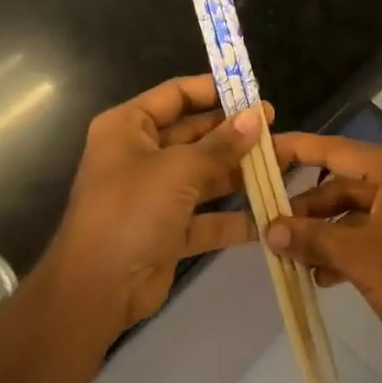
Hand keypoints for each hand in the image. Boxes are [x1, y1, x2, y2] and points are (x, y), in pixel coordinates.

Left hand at [47, 76, 264, 332]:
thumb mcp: (178, 170)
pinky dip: (236, 216)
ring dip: (242, 172)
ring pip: (206, 175)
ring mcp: (156, 195)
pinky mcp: (170, 231)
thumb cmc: (131, 211)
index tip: (252, 91)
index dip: (212, 90)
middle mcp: (141, 155)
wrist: (96, 292)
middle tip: (276, 128)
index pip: (175, 95)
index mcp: (129, 127)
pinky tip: (272, 211)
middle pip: (195, 135)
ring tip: (285, 164)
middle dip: (235, 133)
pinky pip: (208, 216)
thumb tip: (258, 116)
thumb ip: (221, 144)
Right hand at [265, 133, 381, 382]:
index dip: (298, 150)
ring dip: (327, 233)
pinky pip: (378, 229)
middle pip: (347, 184)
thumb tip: (269, 231)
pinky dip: (351, 246)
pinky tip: (324, 274)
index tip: (266, 148)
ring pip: (360, 211)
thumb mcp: (356, 257)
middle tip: (271, 224)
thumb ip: (310, 238)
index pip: (337, 150)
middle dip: (309, 209)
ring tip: (292, 256)